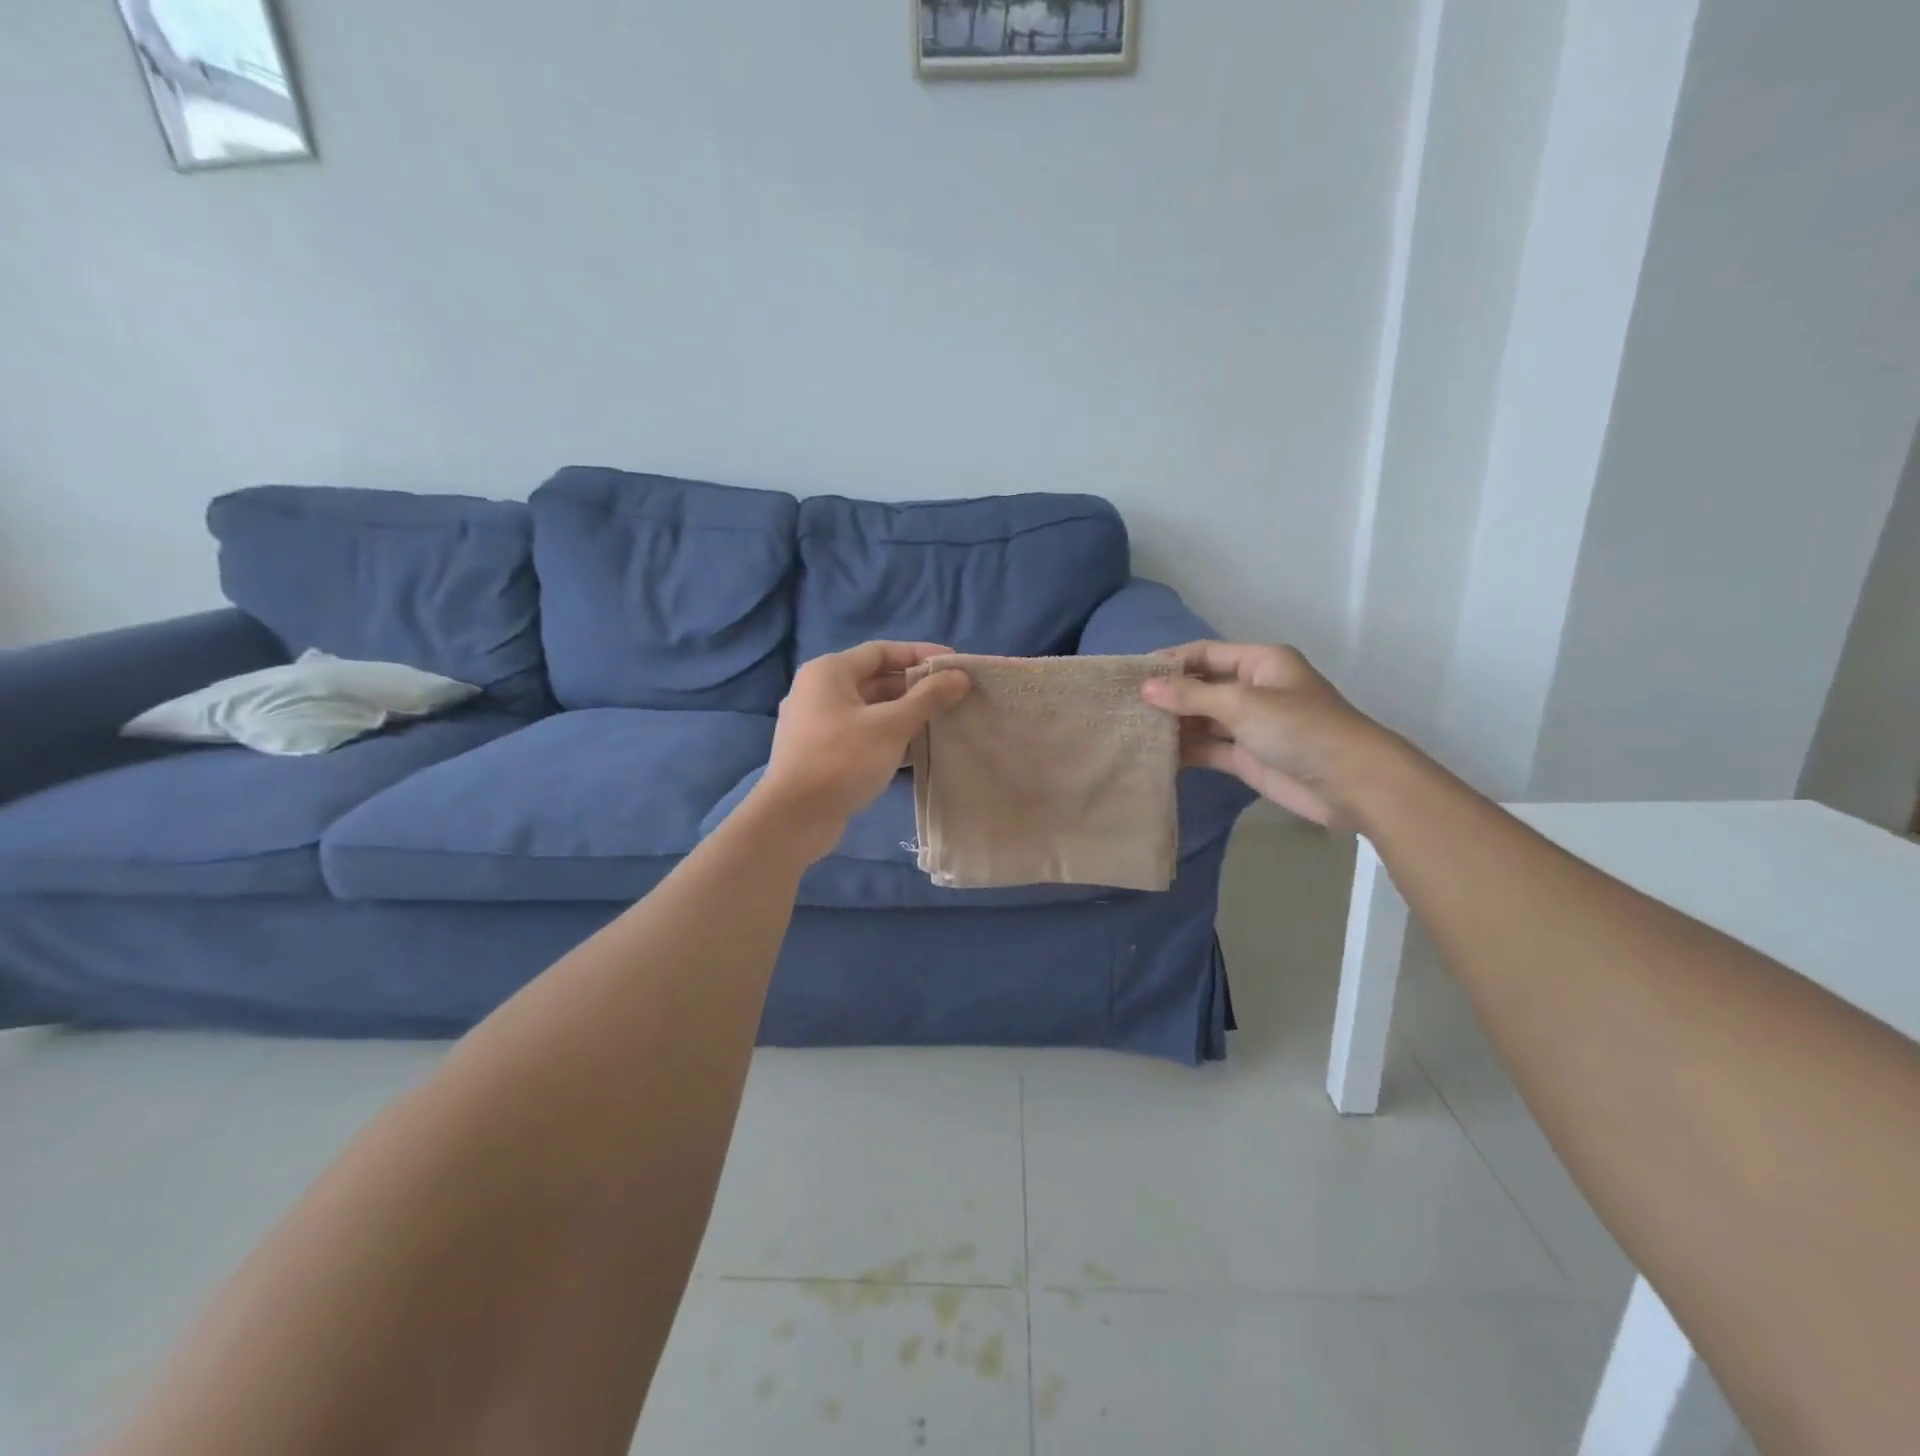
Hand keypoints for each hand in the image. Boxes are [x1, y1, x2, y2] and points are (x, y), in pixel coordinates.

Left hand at [750, 641, 970, 859]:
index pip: (882, 651)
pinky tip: (918, 751)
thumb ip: (927, 698)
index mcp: (829, 672)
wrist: (794, 817)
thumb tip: (960, 676)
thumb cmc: (842, 759)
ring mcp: (818, 724)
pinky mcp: (822, 753)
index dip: (920, 654)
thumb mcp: (891, 725)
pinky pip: (862, 734)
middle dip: (916, 688)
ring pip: (870, 710)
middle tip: (954, 697)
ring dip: (905, 715)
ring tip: (943, 723)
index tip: (955, 665)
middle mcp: (819, 691)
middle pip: (876, 679)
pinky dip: (889, 737)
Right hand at [1140, 642, 1390, 827]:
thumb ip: (1191, 696)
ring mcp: (1249, 725)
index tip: (1130, 674)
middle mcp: (1252, 689)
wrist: (1350, 783)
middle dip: (1166, 694)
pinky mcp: (1245, 757)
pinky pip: (1207, 748)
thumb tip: (1145, 688)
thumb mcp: (1242, 704)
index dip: (1169, 661)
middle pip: (1200, 686)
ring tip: (1130, 729)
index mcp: (1259, 663)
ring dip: (1172, 724)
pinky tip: (1154, 754)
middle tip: (1122, 704)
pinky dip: (1184, 750)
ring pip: (1201, 719)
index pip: (1205, 653)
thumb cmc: (1299, 728)